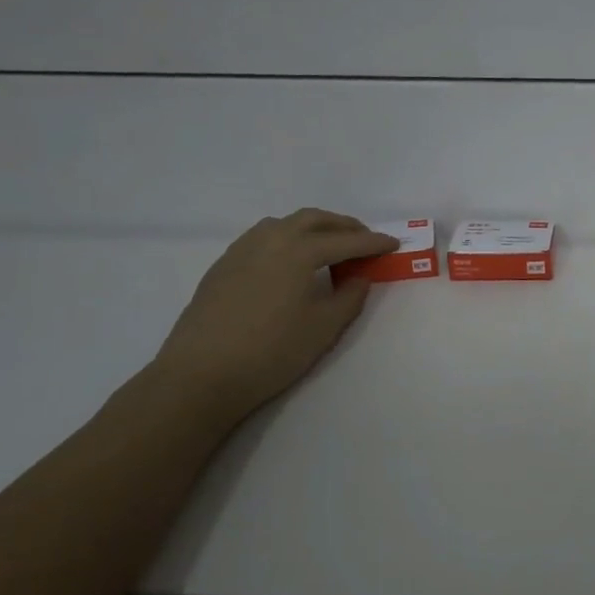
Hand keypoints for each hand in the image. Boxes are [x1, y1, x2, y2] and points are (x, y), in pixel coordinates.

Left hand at [152, 209, 397, 425]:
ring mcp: (242, 250)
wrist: (200, 375)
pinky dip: (287, 238)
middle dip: (344, 226)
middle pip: (314, 219)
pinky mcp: (223, 265)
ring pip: (285, 223)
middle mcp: (270, 239)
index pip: (345, 240)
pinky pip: (263, 237)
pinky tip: (291, 261)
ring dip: (313, 227)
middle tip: (364, 239)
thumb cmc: (271, 352)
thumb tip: (360, 277)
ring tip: (329, 246)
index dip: (373, 242)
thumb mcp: (324, 328)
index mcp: (299, 251)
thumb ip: (350, 297)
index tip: (394, 244)